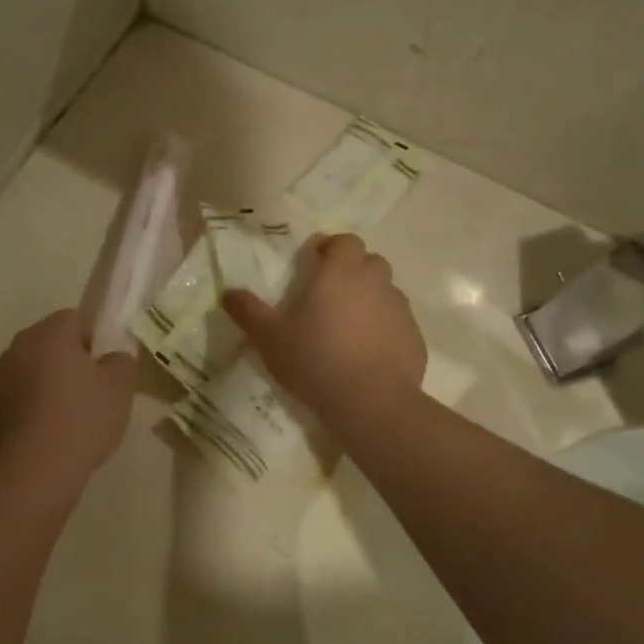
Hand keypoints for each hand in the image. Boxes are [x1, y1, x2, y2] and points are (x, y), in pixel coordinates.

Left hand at [0, 310, 135, 492]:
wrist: (34, 469)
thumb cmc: (82, 418)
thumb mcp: (120, 388)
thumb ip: (122, 362)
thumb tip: (113, 357)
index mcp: (49, 333)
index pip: (73, 319)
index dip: (93, 341)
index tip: (103, 369)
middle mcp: (18, 347)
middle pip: (48, 344)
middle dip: (68, 362)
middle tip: (90, 393)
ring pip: (31, 372)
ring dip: (47, 385)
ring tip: (68, 419)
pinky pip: (17, 399)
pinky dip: (31, 409)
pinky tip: (47, 436)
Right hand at [222, 235, 426, 426]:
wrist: (370, 401)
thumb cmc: (314, 359)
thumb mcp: (269, 337)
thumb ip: (248, 311)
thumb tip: (228, 293)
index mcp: (341, 272)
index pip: (346, 241)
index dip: (332, 247)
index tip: (316, 261)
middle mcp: (376, 283)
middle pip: (370, 262)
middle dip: (353, 271)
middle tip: (331, 294)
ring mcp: (400, 310)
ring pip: (386, 293)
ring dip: (370, 300)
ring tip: (348, 327)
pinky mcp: (415, 339)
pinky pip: (398, 325)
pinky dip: (384, 330)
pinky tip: (367, 355)